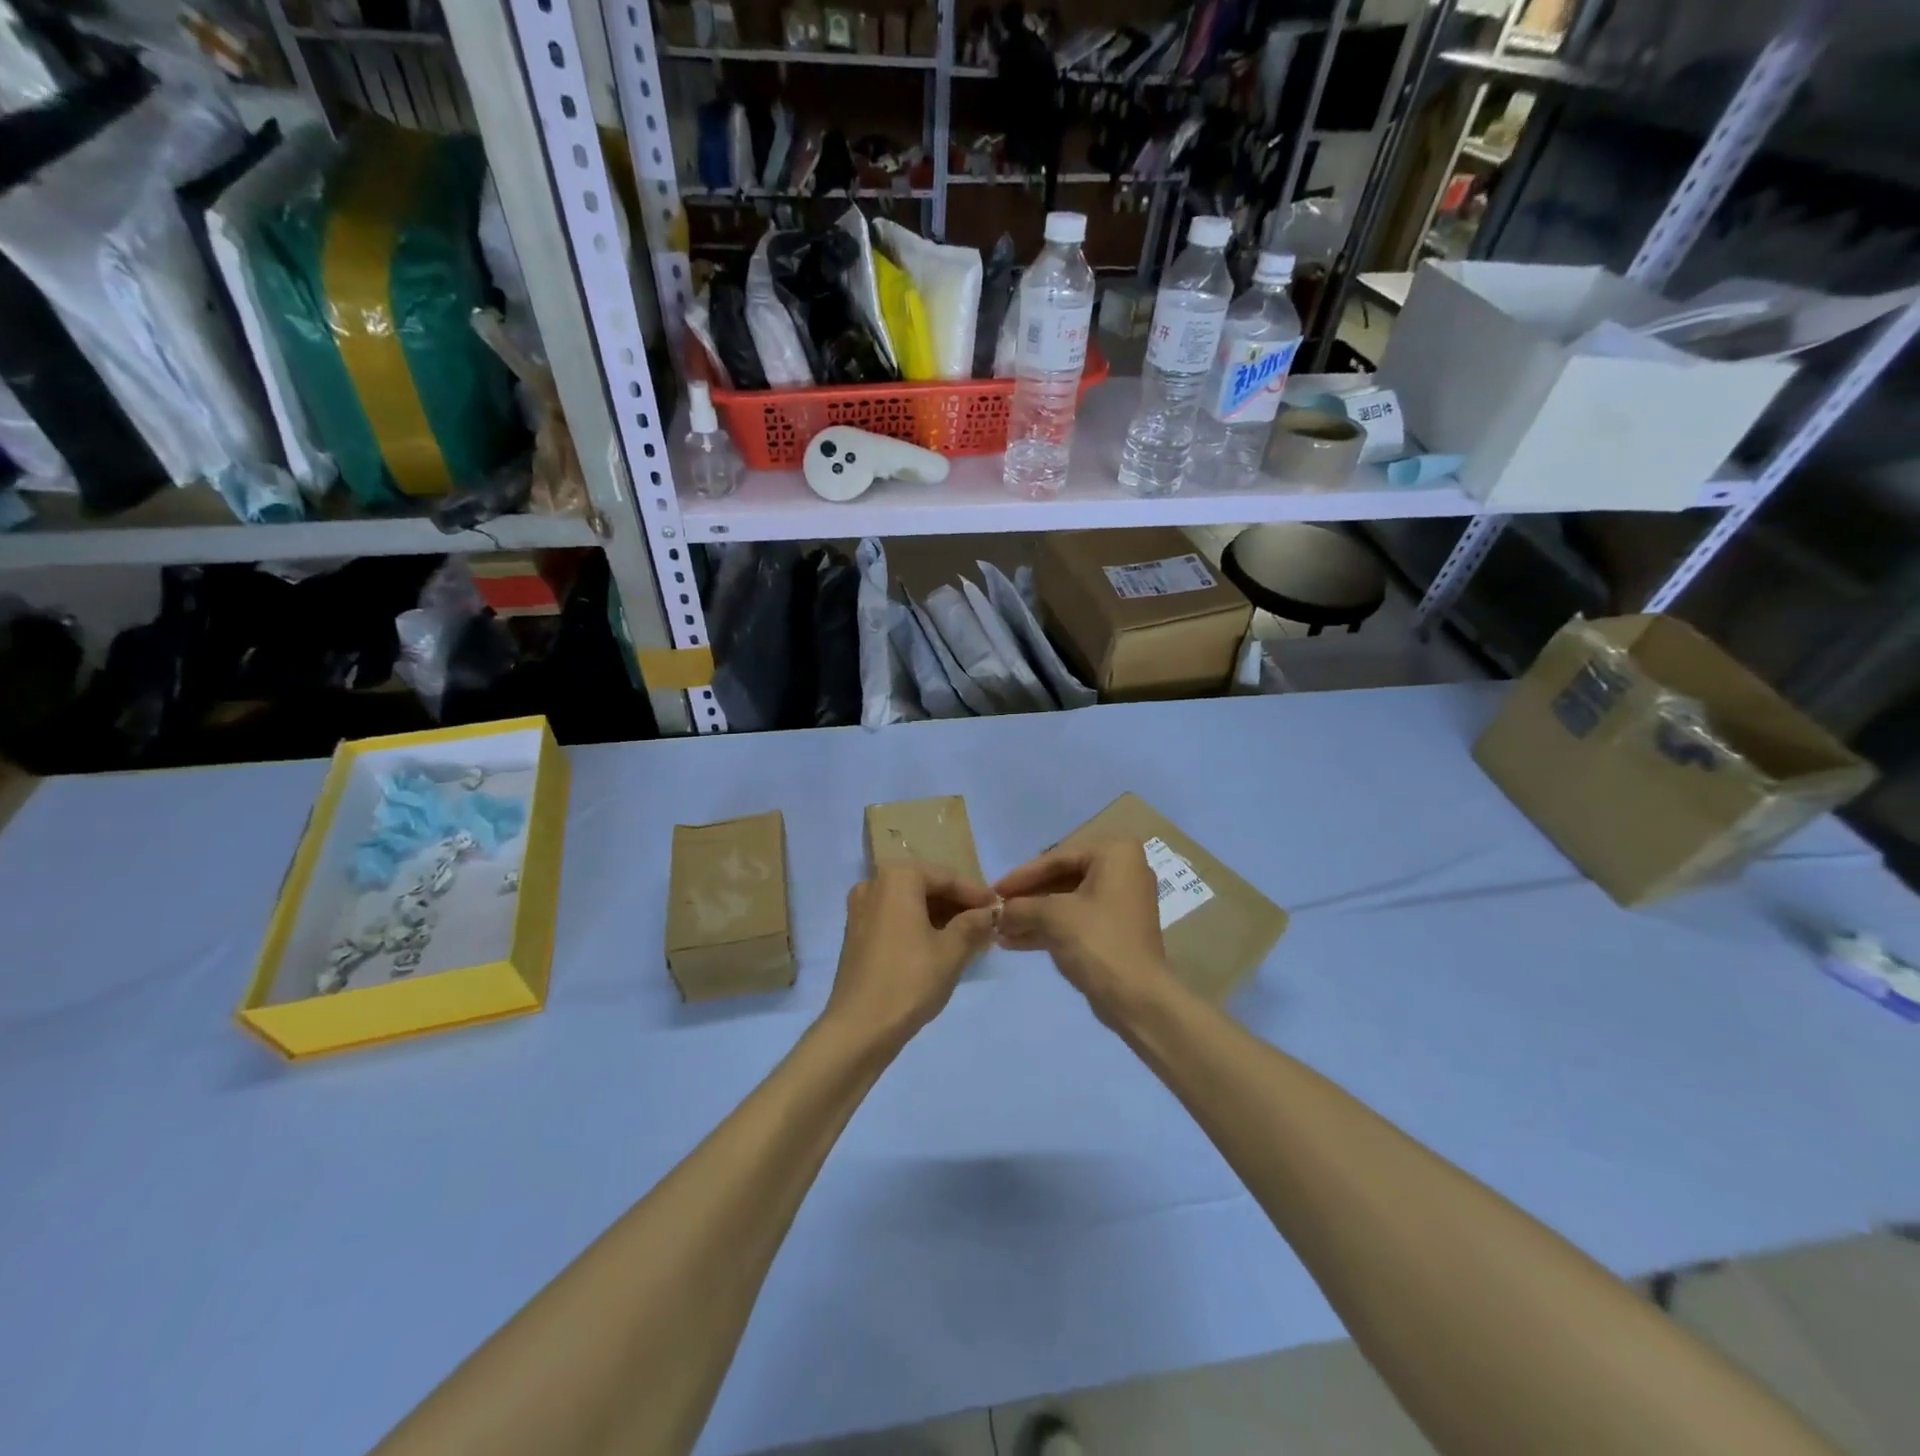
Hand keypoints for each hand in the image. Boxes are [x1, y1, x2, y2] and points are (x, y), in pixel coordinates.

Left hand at [826, 862, 997, 1051]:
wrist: (858, 1028)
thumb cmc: (909, 981)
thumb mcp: (952, 951)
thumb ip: (974, 924)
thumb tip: (989, 913)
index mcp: (897, 878)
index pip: (946, 878)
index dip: (976, 894)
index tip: (999, 909)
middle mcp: (874, 884)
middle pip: (926, 887)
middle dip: (957, 906)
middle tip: (986, 925)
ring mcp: (860, 909)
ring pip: (910, 904)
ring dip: (940, 917)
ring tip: (969, 938)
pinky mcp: (856, 933)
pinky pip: (895, 919)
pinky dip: (919, 927)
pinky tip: (941, 946)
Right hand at [994, 840, 1172, 1025]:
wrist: (1136, 997)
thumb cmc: (1097, 941)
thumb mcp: (1052, 917)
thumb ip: (1020, 907)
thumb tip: (998, 912)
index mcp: (1115, 854)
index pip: (1057, 858)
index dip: (1022, 876)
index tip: (994, 890)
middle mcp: (1122, 871)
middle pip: (1062, 879)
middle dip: (1027, 898)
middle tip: (996, 909)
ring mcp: (1120, 903)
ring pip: (1067, 903)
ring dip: (1032, 916)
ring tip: (999, 929)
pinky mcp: (1114, 931)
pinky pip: (1076, 921)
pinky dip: (1048, 929)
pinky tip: (1013, 942)